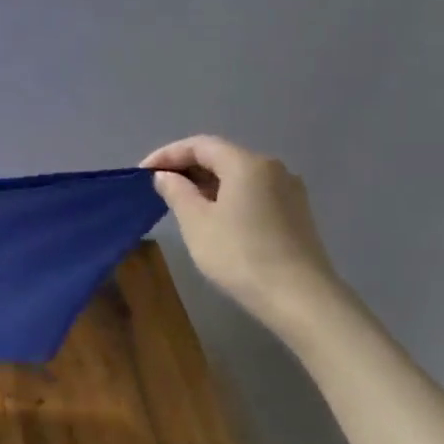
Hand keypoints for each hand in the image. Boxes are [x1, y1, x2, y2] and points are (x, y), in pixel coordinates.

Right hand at [141, 135, 342, 329]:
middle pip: (222, 156)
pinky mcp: (296, 213)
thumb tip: (166, 176)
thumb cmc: (240, 255)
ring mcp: (289, 191)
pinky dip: (227, 195)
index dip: (167, 155)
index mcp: (247, 163)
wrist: (300, 299)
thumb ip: (177, 192)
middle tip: (158, 187)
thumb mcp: (196, 222)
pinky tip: (213, 216)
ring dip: (206, 183)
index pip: (200, 145)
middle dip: (187, 167)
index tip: (142, 173)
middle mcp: (272, 168)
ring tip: (181, 202)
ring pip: (238, 175)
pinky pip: (253, 192)